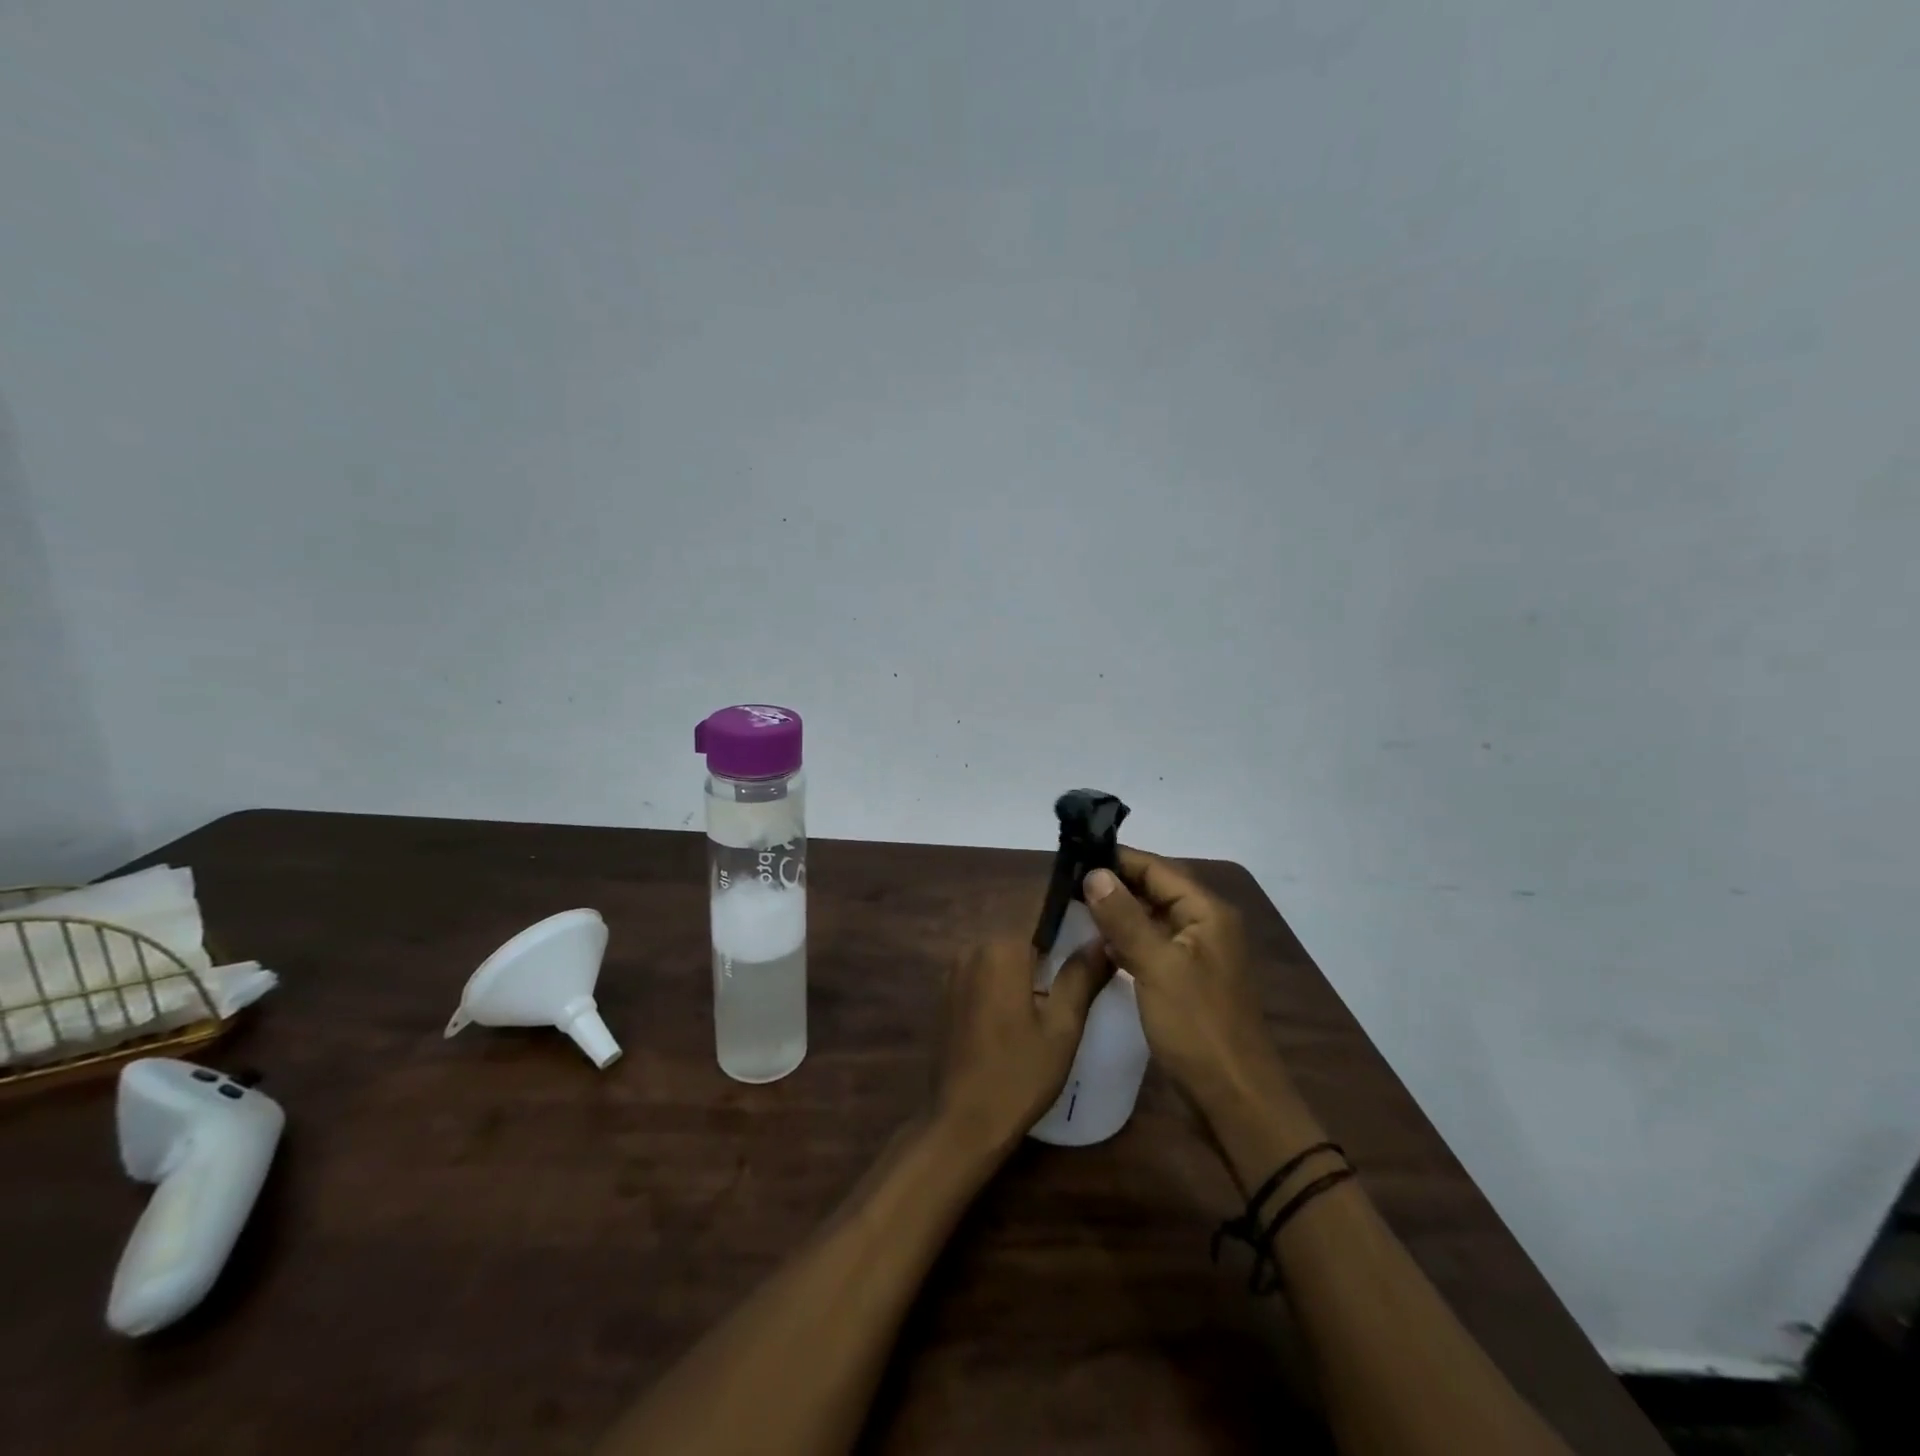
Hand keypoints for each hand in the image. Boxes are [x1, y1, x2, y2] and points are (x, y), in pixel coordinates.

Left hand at [934, 938, 1112, 1153]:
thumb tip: (1102, 937)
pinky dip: (1006, 979)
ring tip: (1060, 987)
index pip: (1042, 912)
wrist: (962, 1121)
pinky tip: (1025, 1006)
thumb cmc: (1019, 1074)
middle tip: (1085, 966)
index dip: (1071, 917)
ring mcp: (955, 970)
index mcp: (1002, 948)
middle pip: (1022, 933)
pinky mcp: (947, 993)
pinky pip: (985, 971)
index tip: (1095, 928)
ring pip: (1003, 953)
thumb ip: (1082, 976)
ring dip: (1028, 964)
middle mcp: (973, 948)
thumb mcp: (1062, 1027)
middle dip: (1051, 945)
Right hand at [1081, 848, 1289, 1112]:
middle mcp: (1204, 925)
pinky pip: (1151, 946)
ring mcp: (1195, 954)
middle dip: (1114, 883)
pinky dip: (1125, 940)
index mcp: (1206, 912)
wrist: (1234, 1099)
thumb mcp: (1157, 967)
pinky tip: (1096, 943)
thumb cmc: (1198, 1027)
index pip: (1156, 868)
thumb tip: (1095, 873)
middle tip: (1066, 880)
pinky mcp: (1184, 980)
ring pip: (1151, 918)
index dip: (1116, 858)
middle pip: (1155, 890)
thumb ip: (1125, 918)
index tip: (1074, 855)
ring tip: (1073, 905)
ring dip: (1117, 912)